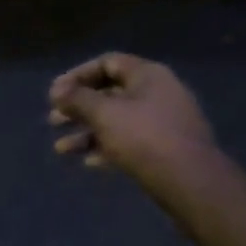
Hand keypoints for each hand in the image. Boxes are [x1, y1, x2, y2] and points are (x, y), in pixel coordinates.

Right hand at [48, 52, 219, 192]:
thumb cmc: (144, 138)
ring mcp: (163, 122)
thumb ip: (77, 99)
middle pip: (110, 93)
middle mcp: (158, 93)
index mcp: (148, 75)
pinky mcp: (166, 149)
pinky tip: (88, 163)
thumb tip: (57, 90)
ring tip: (61, 149)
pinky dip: (106, 148)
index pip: (107, 62)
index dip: (77, 75)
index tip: (55, 93)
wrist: (192, 183)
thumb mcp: (104, 114)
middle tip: (53, 120)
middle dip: (78, 107)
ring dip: (87, 132)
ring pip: (117, 120)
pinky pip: (130, 142)